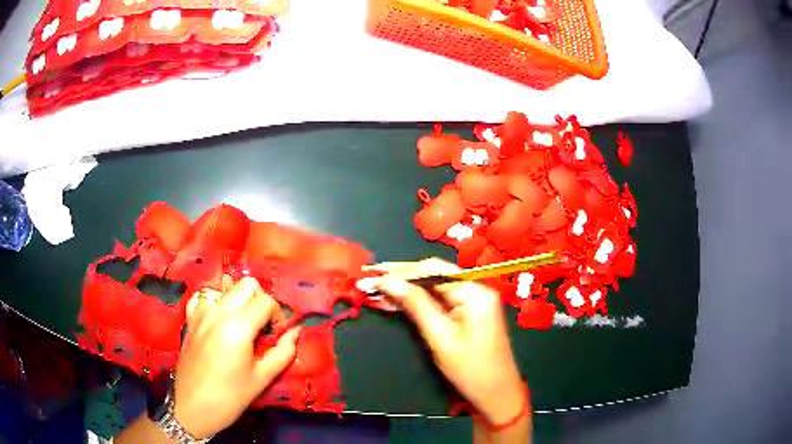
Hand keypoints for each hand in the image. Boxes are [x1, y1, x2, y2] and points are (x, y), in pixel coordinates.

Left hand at [174, 277, 299, 438]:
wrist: (193, 406)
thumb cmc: (230, 397)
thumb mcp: (262, 378)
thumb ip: (282, 352)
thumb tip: (296, 333)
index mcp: (238, 327)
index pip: (266, 302)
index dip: (278, 316)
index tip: (278, 334)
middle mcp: (218, 312)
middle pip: (247, 285)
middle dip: (261, 301)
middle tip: (263, 326)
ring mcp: (201, 313)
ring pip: (226, 288)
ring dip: (239, 301)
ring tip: (242, 325)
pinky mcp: (190, 319)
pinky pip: (204, 297)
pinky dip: (215, 302)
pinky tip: (220, 320)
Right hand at [363, 259, 525, 424]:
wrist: (496, 393)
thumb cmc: (471, 369)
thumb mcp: (440, 337)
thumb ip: (416, 306)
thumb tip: (389, 282)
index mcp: (475, 292)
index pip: (434, 270)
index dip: (403, 272)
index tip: (375, 275)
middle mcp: (475, 290)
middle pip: (433, 277)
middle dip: (402, 280)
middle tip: (371, 282)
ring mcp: (472, 302)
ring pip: (433, 290)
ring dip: (406, 292)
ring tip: (376, 293)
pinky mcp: (467, 314)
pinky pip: (439, 302)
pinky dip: (418, 303)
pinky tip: (395, 303)